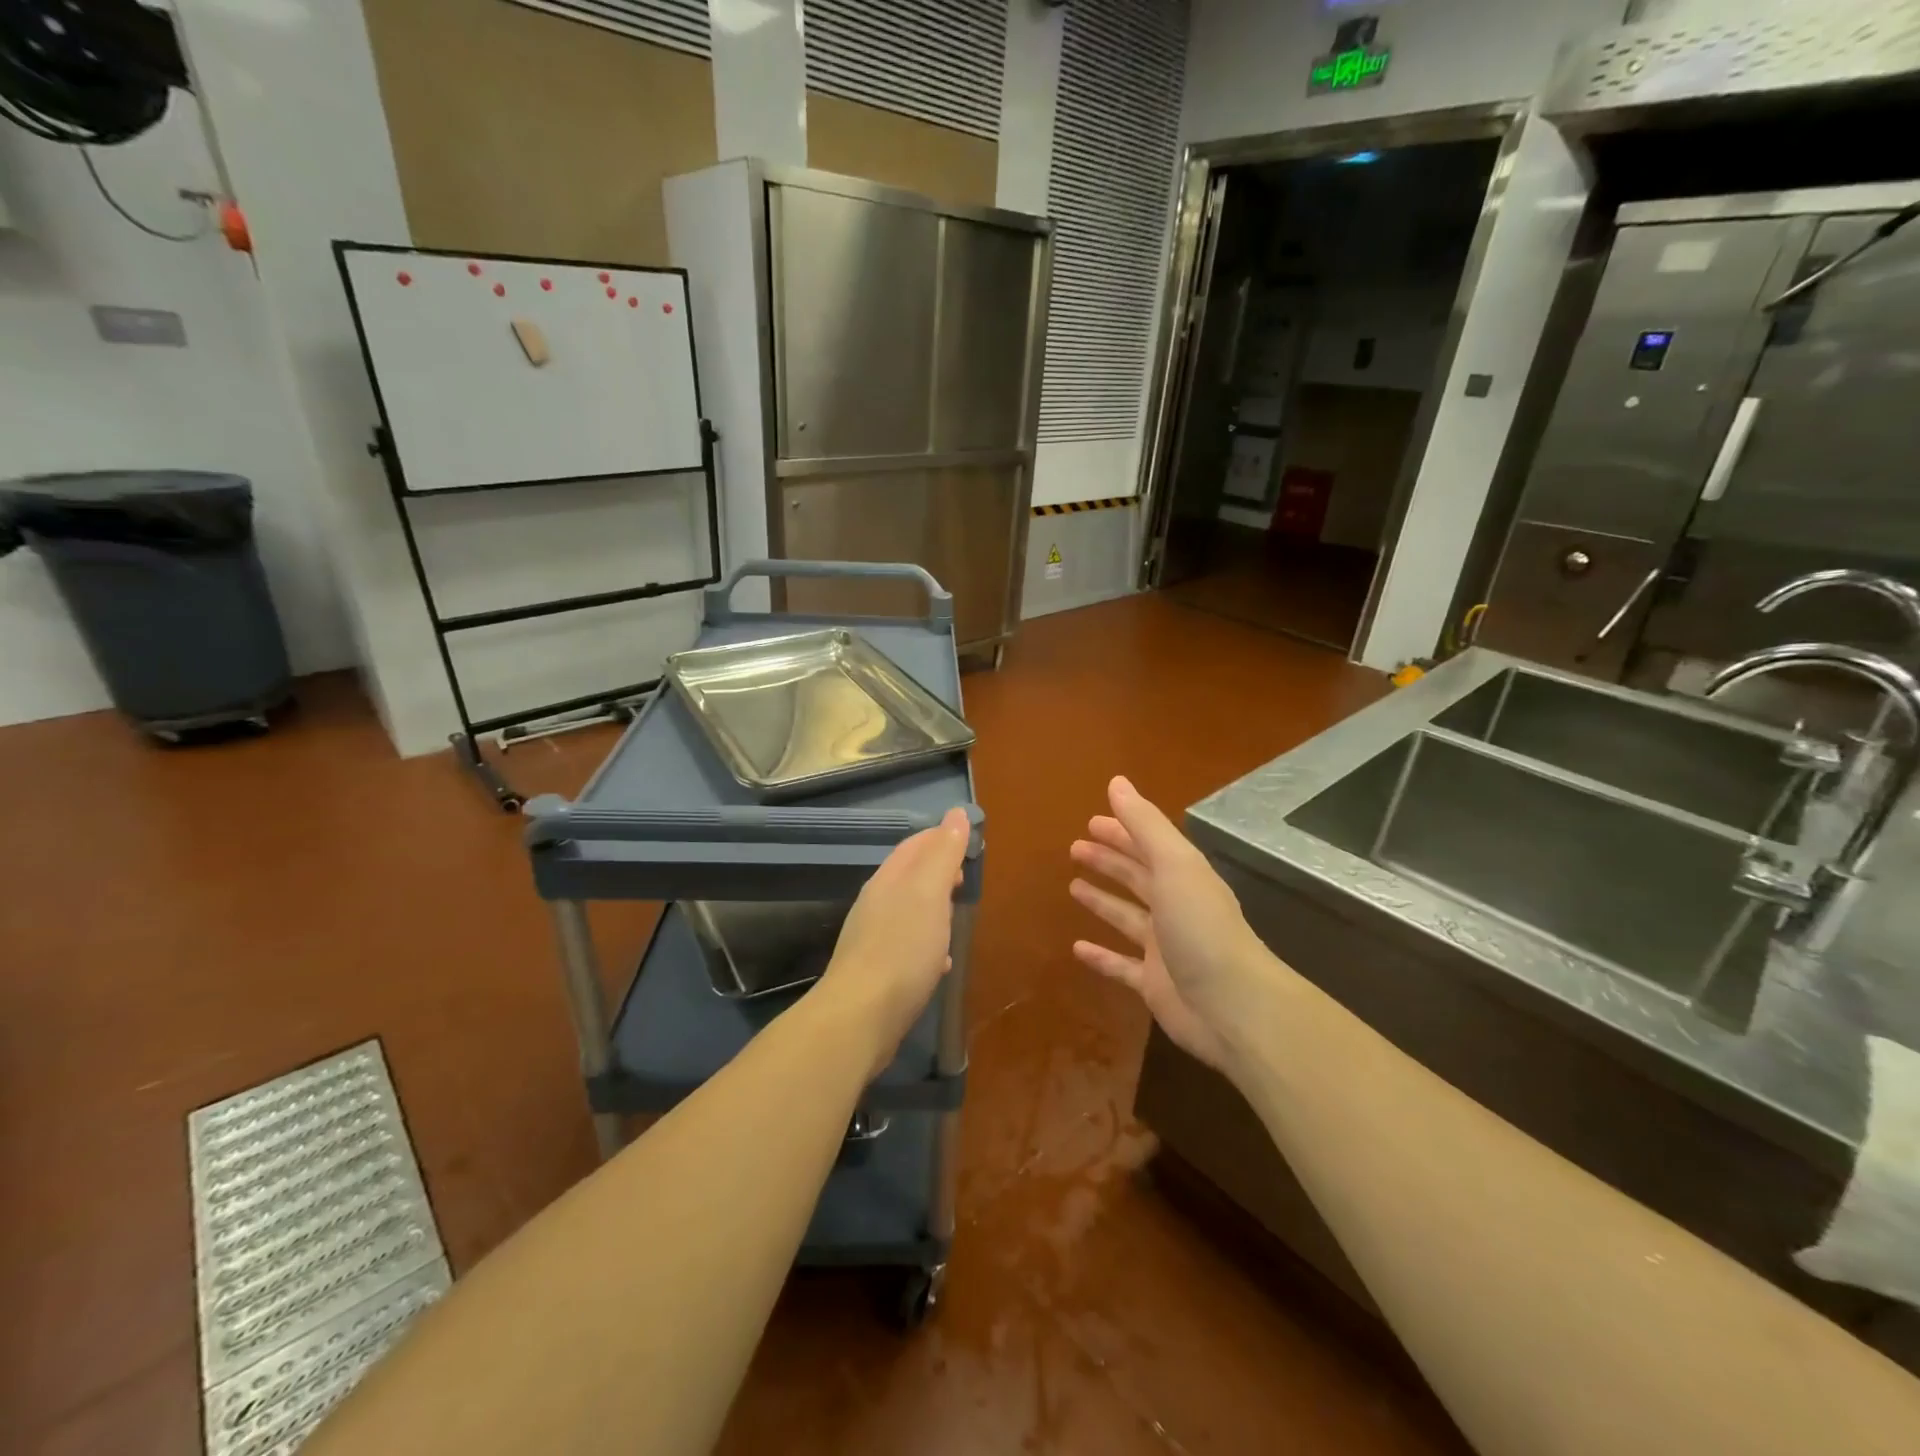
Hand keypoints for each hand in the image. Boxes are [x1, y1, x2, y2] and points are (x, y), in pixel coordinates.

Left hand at [814, 807, 971, 1078]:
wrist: (861, 1017)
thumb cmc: (902, 949)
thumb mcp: (930, 893)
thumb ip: (943, 854)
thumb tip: (956, 814)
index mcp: (889, 880)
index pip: (915, 845)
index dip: (941, 838)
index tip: (969, 842)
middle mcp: (876, 904)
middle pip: (909, 877)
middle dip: (938, 872)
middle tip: (966, 878)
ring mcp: (872, 939)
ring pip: (907, 911)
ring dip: (933, 908)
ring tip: (957, 916)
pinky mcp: (876, 972)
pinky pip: (905, 946)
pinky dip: (926, 943)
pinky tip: (940, 962)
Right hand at [1070, 777, 1273, 1076]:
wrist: (1232, 1006)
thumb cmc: (1200, 927)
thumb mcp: (1173, 864)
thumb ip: (1144, 824)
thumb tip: (1117, 782)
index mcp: (1183, 876)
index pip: (1147, 845)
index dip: (1121, 831)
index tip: (1091, 820)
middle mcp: (1175, 907)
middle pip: (1137, 877)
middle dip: (1108, 861)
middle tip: (1074, 848)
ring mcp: (1164, 947)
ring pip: (1127, 917)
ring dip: (1102, 901)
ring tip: (1073, 887)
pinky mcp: (1153, 984)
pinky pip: (1120, 965)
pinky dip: (1101, 956)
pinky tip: (1076, 948)